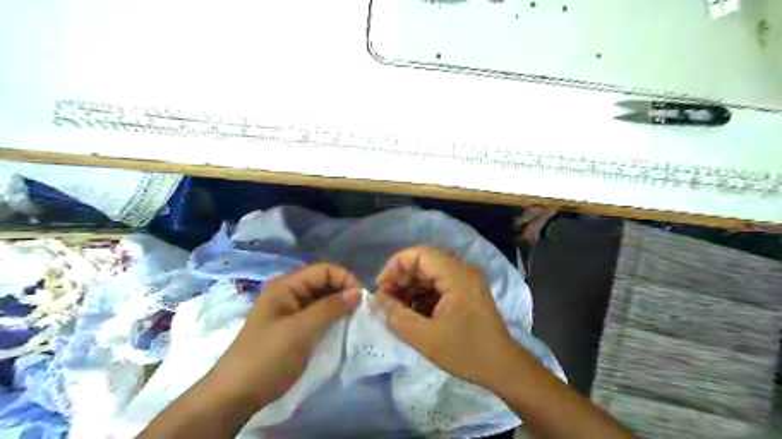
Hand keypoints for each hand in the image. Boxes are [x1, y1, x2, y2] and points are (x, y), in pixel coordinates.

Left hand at [205, 262, 361, 409]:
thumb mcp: (300, 330)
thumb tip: (357, 292)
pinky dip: (333, 320)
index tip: (360, 299)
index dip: (343, 279)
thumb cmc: (267, 357)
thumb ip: (330, 308)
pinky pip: (320, 316)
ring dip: (340, 307)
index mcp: (286, 286)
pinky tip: (343, 329)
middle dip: (344, 293)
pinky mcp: (296, 328)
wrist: (237, 395)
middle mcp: (290, 293)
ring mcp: (292, 311)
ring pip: (324, 300)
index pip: (323, 270)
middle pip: (324, 283)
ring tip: (355, 320)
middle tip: (361, 311)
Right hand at [376, 246, 521, 389]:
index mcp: (457, 276)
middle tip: (386, 299)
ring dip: (411, 287)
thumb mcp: (426, 338)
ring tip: (396, 307)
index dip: (396, 265)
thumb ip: (397, 317)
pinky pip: (439, 285)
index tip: (382, 286)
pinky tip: (413, 311)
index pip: (420, 254)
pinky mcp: (466, 293)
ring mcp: (466, 282)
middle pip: (425, 262)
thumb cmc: (466, 352)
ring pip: (430, 274)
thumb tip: (379, 301)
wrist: (503, 368)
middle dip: (401, 278)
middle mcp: (463, 272)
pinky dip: (422, 294)